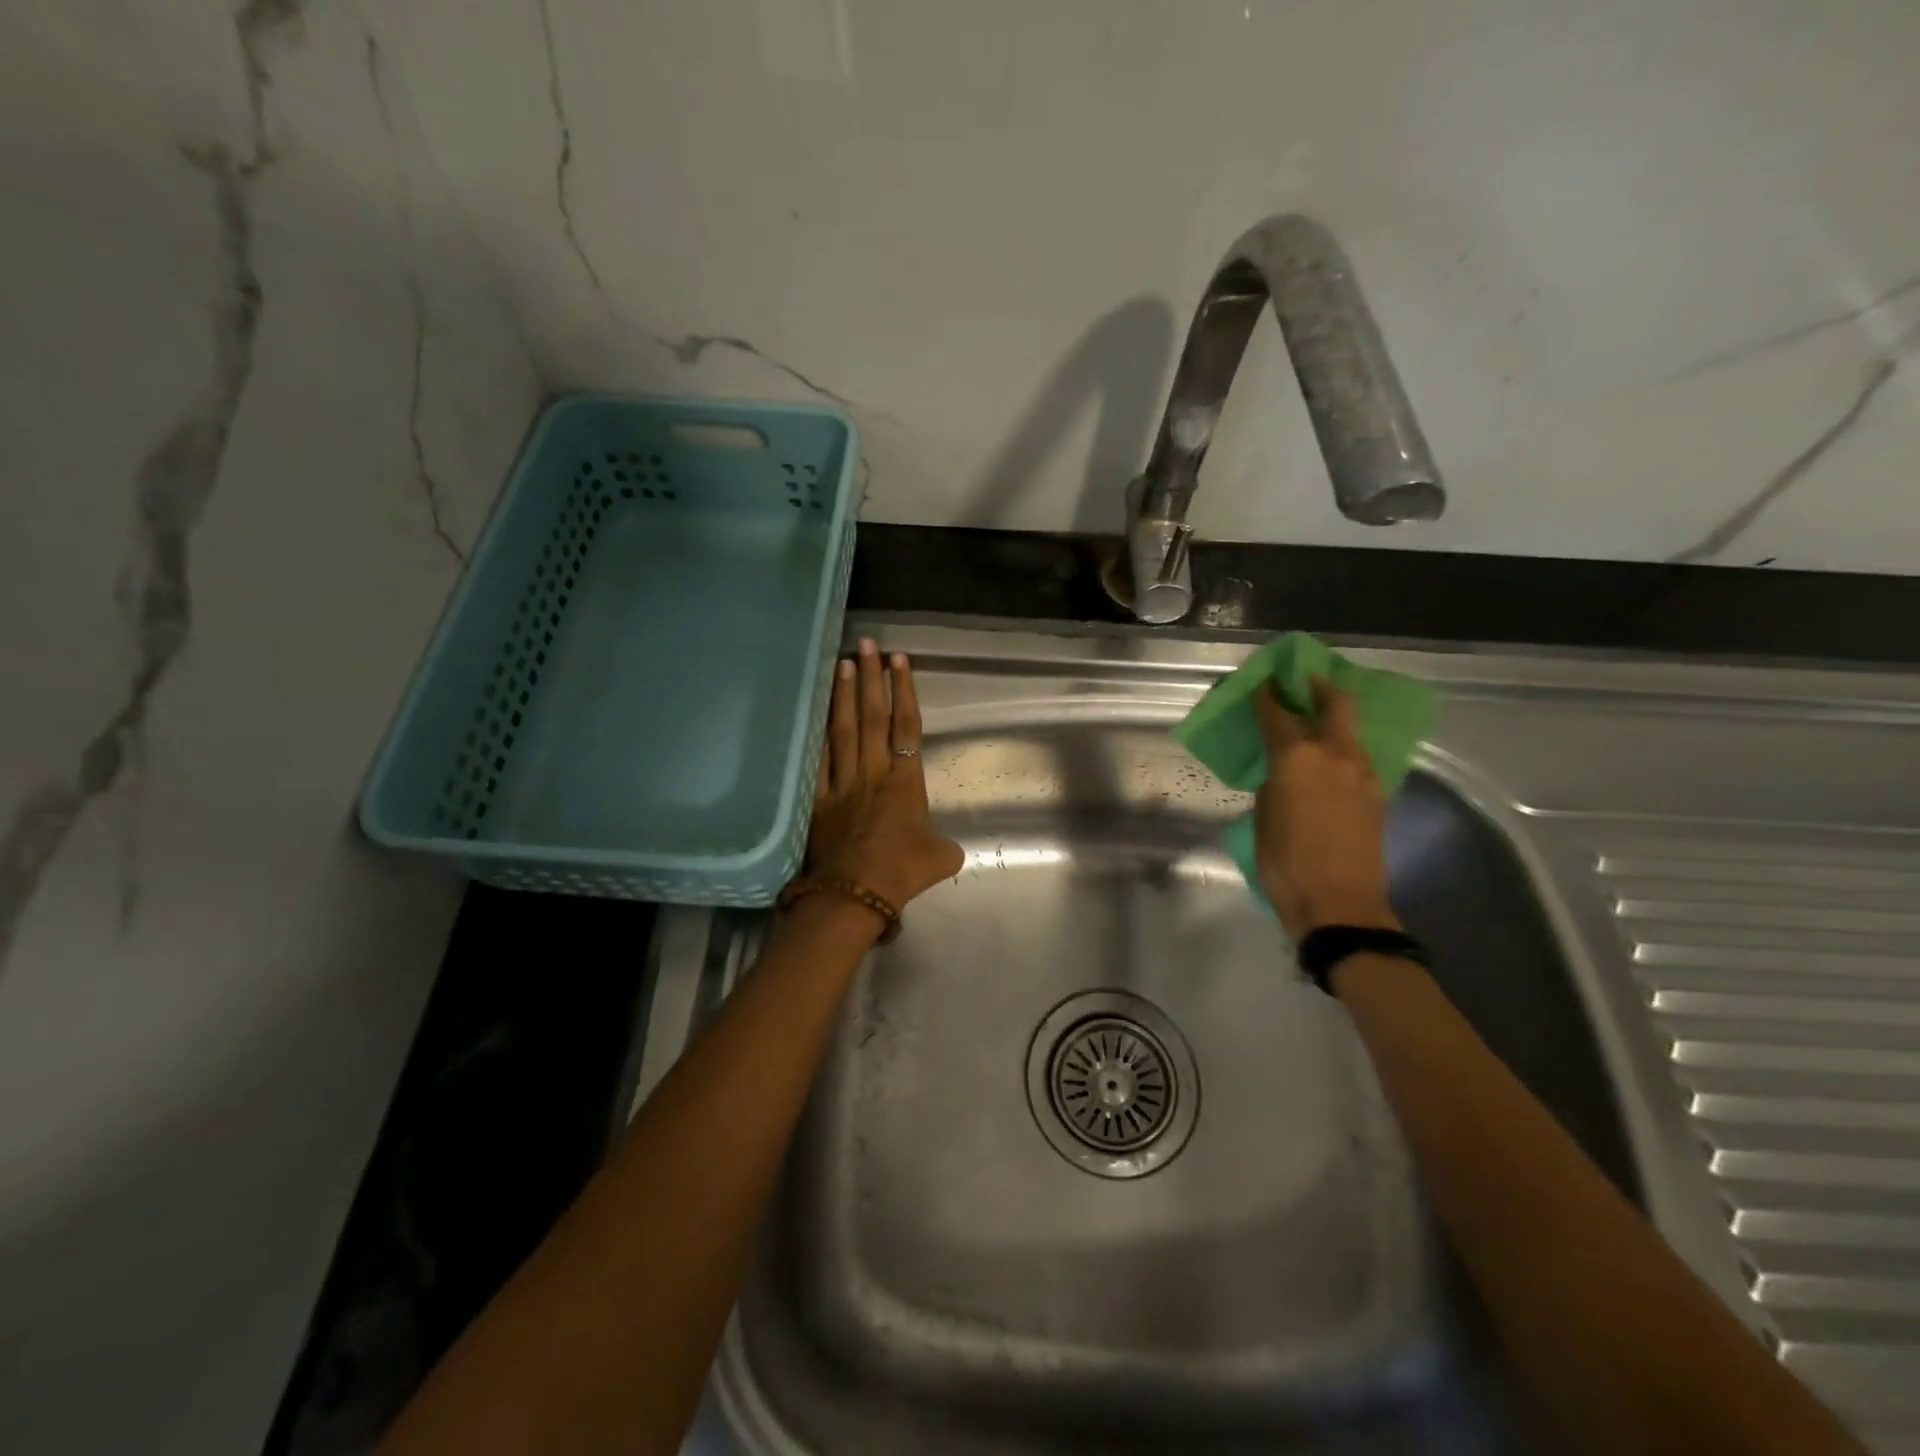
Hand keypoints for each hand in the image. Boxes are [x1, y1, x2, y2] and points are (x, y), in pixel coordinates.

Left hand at [806, 639, 963, 913]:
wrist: (855, 894)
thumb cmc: (902, 873)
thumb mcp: (940, 858)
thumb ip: (944, 846)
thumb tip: (945, 848)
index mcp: (906, 782)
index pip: (907, 726)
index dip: (904, 691)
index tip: (899, 661)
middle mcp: (873, 773)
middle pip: (873, 718)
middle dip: (872, 679)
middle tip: (868, 645)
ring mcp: (842, 784)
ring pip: (844, 731)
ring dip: (844, 696)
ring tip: (843, 664)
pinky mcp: (817, 800)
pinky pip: (817, 761)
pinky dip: (815, 736)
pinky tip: (813, 713)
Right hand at [1251, 676, 1399, 940]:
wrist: (1340, 905)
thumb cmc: (1285, 863)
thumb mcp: (1264, 818)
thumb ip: (1274, 784)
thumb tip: (1282, 771)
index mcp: (1297, 759)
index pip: (1277, 714)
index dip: (1266, 696)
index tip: (1261, 684)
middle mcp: (1335, 755)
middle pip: (1334, 704)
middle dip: (1319, 687)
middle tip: (1305, 680)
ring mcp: (1363, 774)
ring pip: (1351, 730)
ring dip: (1335, 717)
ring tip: (1317, 718)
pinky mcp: (1377, 795)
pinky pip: (1359, 757)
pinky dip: (1344, 747)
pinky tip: (1330, 759)